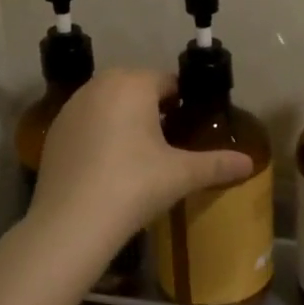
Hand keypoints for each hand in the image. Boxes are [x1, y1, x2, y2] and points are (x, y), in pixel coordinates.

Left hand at [30, 68, 253, 247]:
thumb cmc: (133, 186)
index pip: (168, 82)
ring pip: (109, 104)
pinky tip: (109, 167)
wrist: (71, 223)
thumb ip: (217, 164)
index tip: (192, 128)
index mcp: (133, 83)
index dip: (184, 103)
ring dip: (126, 120)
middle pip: (137, 89)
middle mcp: (99, 85)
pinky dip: (100, 135)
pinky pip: (87, 123)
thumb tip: (249, 164)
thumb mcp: (181, 175)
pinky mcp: (54, 131)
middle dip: (154, 109)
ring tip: (141, 156)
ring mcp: (71, 107)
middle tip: (170, 144)